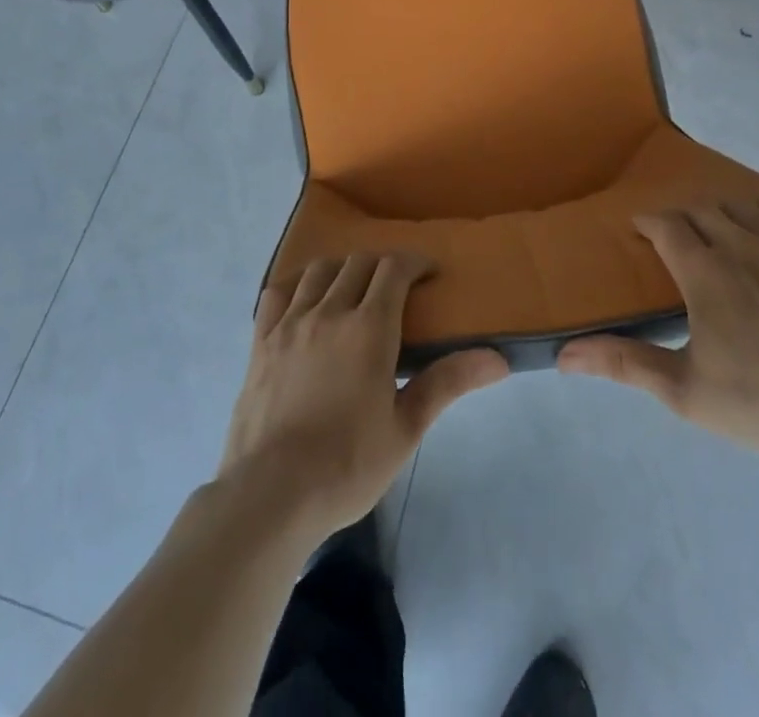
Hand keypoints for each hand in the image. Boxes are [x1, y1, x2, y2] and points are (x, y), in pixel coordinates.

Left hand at [218, 253, 507, 544]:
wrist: (270, 495)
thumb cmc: (347, 465)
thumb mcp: (406, 428)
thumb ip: (447, 383)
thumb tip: (498, 359)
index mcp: (369, 327)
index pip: (394, 268)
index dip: (414, 262)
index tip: (428, 272)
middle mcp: (329, 311)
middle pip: (358, 263)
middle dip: (382, 265)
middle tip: (395, 287)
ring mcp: (289, 323)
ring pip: (318, 271)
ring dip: (341, 269)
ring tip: (351, 290)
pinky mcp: (260, 342)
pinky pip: (277, 293)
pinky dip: (296, 286)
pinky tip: (303, 302)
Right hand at [558, 202, 758, 464]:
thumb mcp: (684, 390)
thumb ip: (624, 363)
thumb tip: (564, 356)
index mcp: (705, 271)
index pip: (666, 224)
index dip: (648, 222)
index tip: (640, 229)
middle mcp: (743, 245)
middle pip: (704, 209)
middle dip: (683, 216)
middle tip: (677, 238)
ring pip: (745, 209)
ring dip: (724, 214)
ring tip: (720, 234)